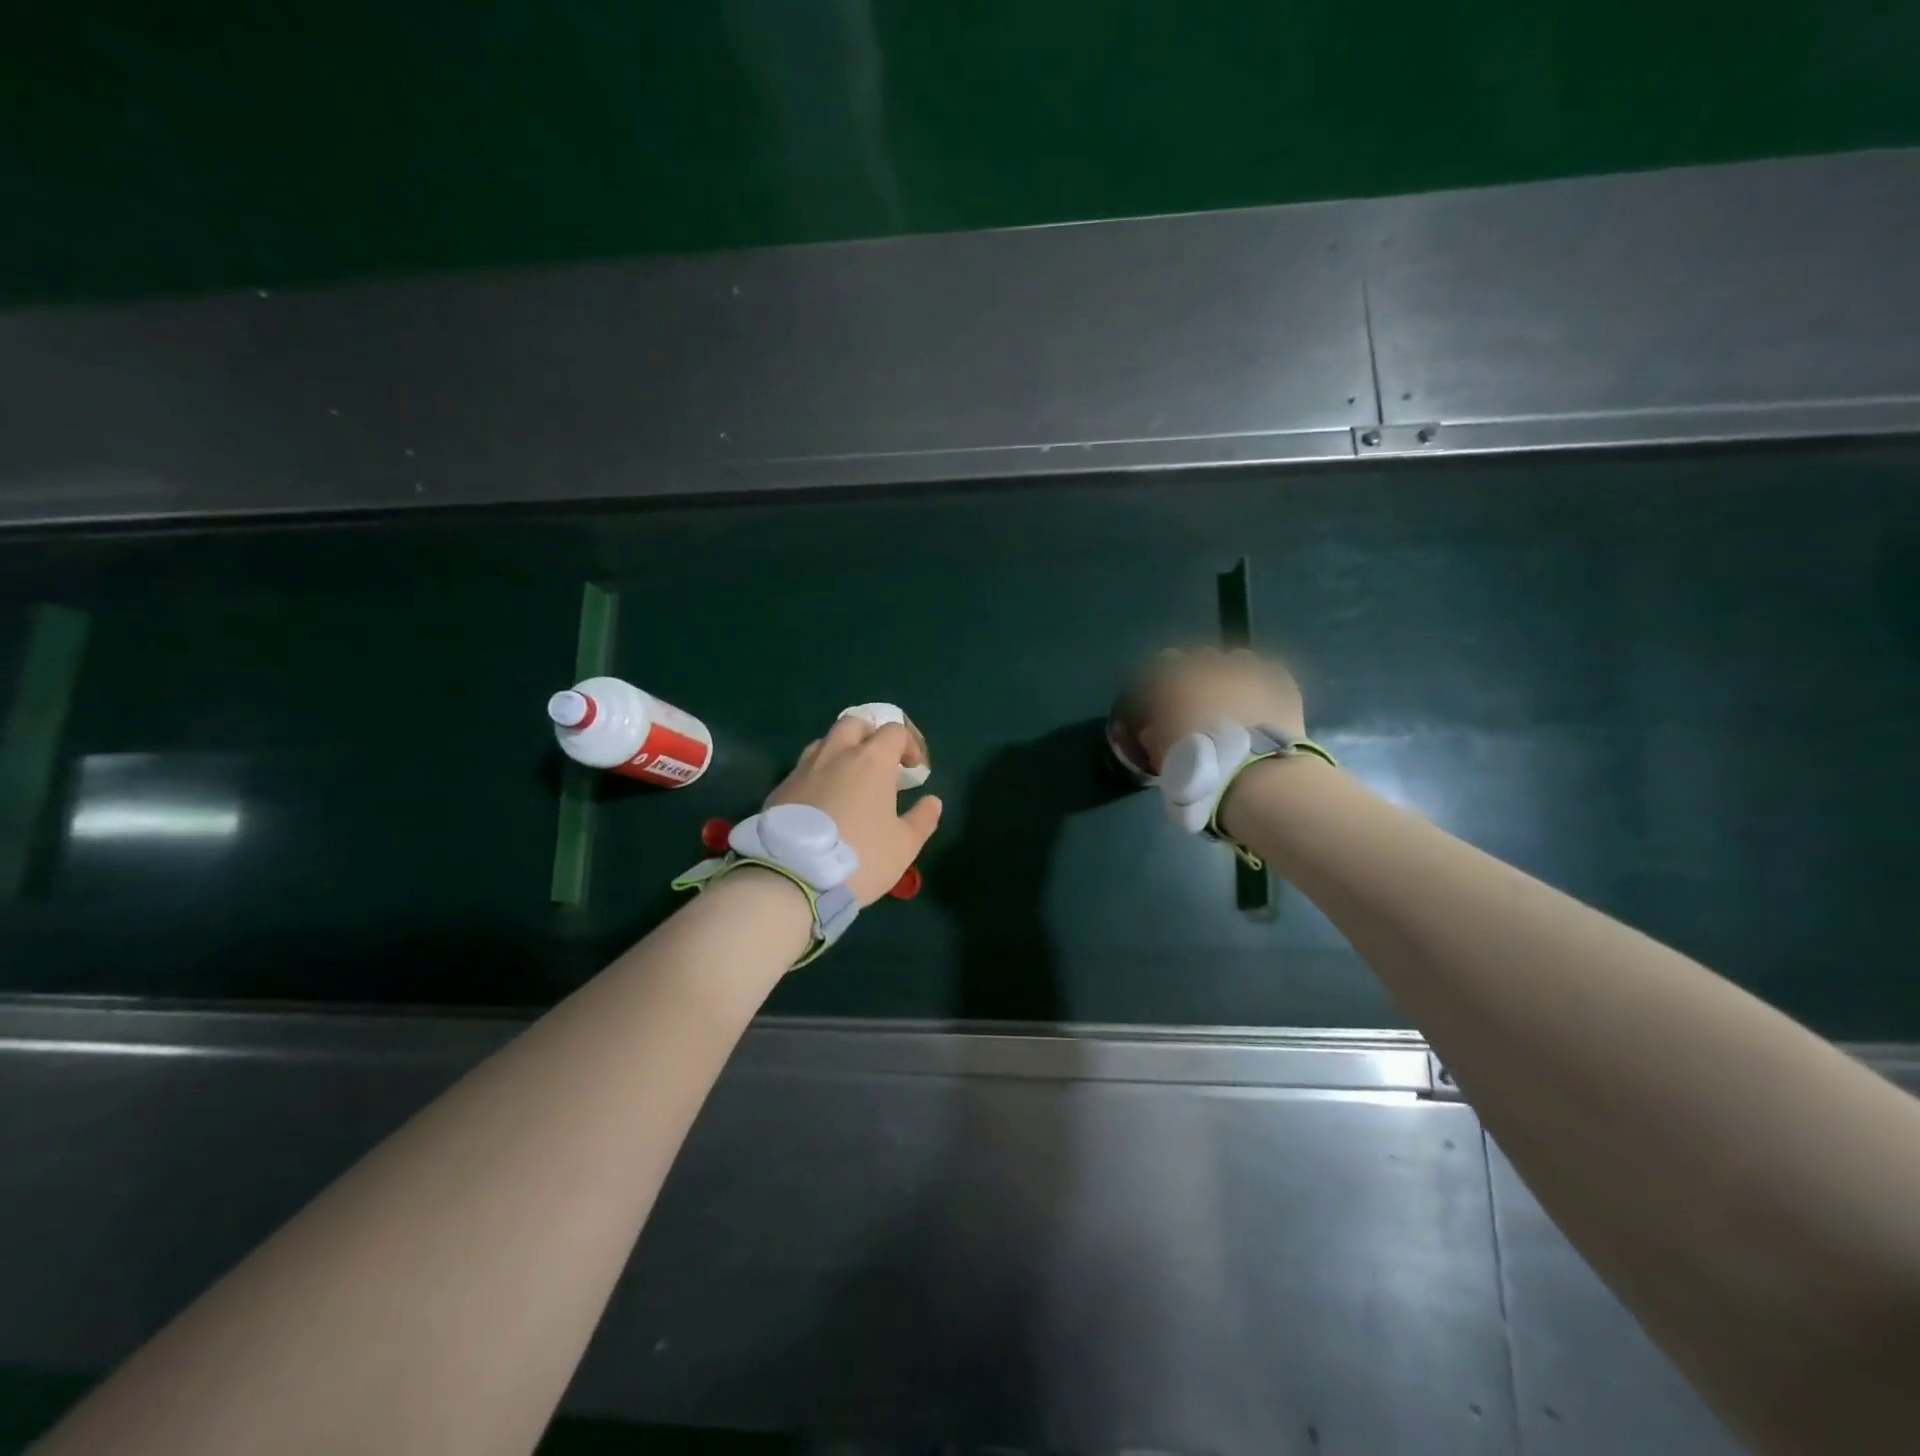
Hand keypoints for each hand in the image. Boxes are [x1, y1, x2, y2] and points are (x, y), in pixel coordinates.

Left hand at [768, 716, 942, 905]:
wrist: (793, 878)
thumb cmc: (860, 857)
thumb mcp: (904, 846)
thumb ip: (923, 819)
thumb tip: (932, 801)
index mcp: (871, 760)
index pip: (894, 731)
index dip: (909, 744)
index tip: (914, 768)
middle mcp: (835, 754)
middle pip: (854, 723)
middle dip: (870, 735)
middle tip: (879, 763)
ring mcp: (803, 769)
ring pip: (824, 743)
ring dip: (841, 752)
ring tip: (848, 782)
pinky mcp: (780, 789)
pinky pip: (803, 770)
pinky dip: (818, 776)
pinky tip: (822, 804)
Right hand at [1134, 647, 1307, 771]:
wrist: (1252, 773)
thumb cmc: (1196, 763)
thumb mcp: (1161, 753)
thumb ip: (1154, 733)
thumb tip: (1152, 728)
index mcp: (1175, 676)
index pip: (1165, 662)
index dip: (1167, 681)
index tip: (1169, 698)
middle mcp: (1210, 662)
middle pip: (1201, 656)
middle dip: (1201, 674)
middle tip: (1205, 701)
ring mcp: (1247, 667)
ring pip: (1237, 659)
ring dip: (1234, 675)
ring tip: (1238, 701)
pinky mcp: (1279, 679)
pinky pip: (1268, 673)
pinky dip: (1263, 685)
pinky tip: (1264, 704)